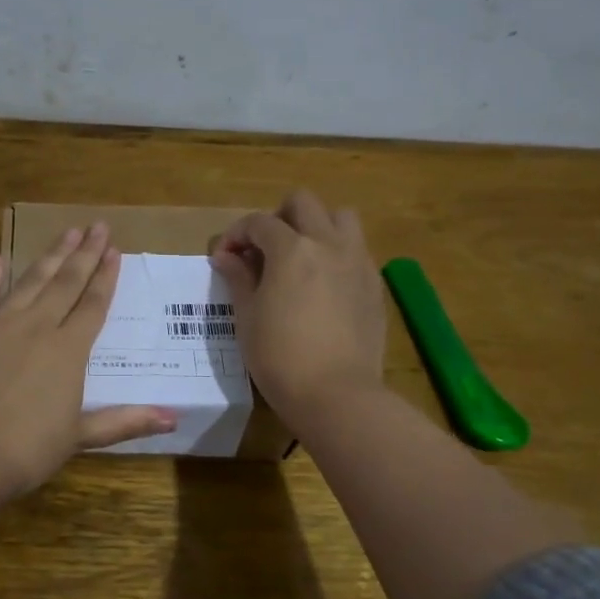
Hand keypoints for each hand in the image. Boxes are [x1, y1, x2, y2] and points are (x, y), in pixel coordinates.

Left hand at [0, 223, 175, 531]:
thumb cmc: (26, 449)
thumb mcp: (80, 437)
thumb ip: (125, 421)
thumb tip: (174, 419)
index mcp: (69, 350)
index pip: (93, 305)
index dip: (105, 277)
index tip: (114, 250)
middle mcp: (38, 327)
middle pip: (66, 283)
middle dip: (84, 253)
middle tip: (97, 225)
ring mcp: (0, 324)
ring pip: (31, 281)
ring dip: (50, 255)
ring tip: (66, 232)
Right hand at [209, 190, 386, 426]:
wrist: (337, 395)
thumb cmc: (279, 357)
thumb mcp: (247, 317)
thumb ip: (238, 278)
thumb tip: (226, 256)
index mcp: (292, 250)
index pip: (258, 222)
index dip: (235, 235)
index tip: (225, 258)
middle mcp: (328, 244)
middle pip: (303, 203)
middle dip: (278, 217)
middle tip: (264, 250)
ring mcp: (358, 262)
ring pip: (341, 217)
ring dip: (316, 226)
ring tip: (300, 257)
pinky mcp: (374, 285)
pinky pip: (356, 250)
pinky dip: (336, 253)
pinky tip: (322, 286)